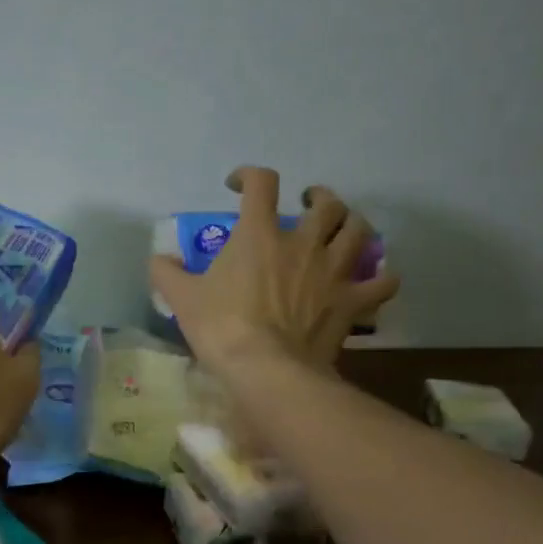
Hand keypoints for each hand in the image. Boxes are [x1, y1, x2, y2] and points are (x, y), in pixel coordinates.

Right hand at [150, 166, 399, 372]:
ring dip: (353, 224)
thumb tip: (159, 260)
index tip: (238, 185)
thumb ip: (167, 273)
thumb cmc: (221, 327)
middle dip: (319, 197)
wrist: (265, 368)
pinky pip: (382, 282)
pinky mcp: (352, 301)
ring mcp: (333, 271)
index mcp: (259, 234)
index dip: (250, 174)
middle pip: (326, 203)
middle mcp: (302, 242)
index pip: (261, 183)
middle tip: (309, 205)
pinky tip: (375, 279)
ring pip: (359, 230)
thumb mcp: (182, 298)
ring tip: (344, 229)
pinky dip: (382, 277)